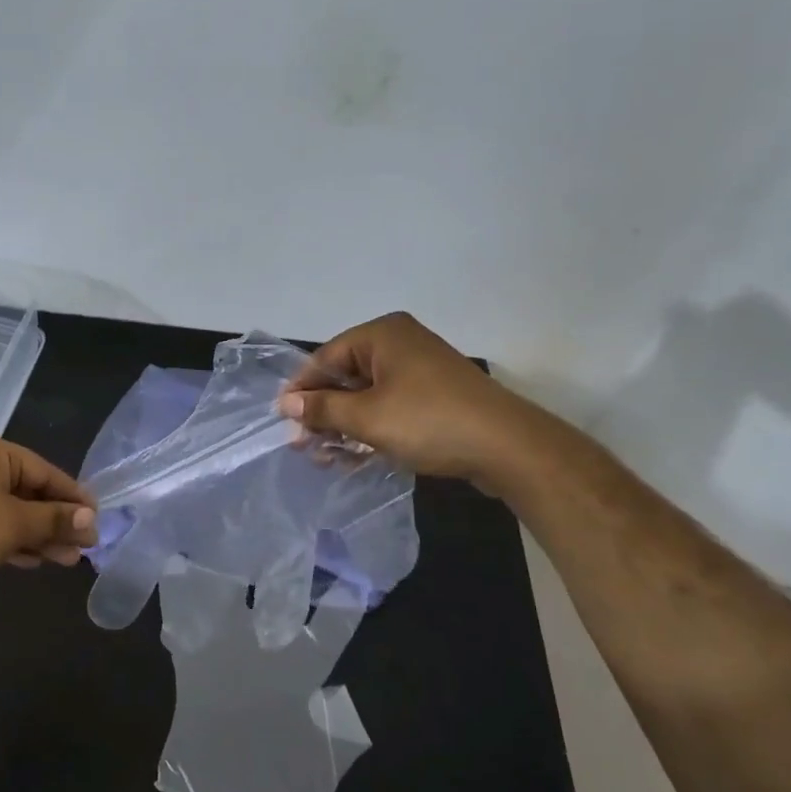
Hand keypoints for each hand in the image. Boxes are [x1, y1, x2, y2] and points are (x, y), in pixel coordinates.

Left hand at [0, 435, 97, 591]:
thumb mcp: (17, 523)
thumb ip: (56, 519)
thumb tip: (91, 520)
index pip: (47, 472)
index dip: (74, 498)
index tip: (97, 521)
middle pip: (32, 493)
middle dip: (58, 522)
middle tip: (85, 547)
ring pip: (15, 514)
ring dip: (41, 536)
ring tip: (68, 561)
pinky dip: (17, 542)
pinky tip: (35, 561)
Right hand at [278, 311, 564, 493]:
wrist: (507, 447)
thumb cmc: (429, 421)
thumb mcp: (367, 417)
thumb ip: (323, 408)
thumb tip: (286, 402)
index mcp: (383, 335)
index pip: (326, 357)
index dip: (302, 389)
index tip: (283, 419)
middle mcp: (400, 344)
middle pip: (346, 376)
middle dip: (323, 411)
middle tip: (303, 444)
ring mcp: (420, 370)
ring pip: (367, 395)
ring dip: (344, 425)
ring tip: (325, 457)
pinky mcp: (435, 396)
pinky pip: (390, 407)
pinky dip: (371, 428)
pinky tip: (355, 456)